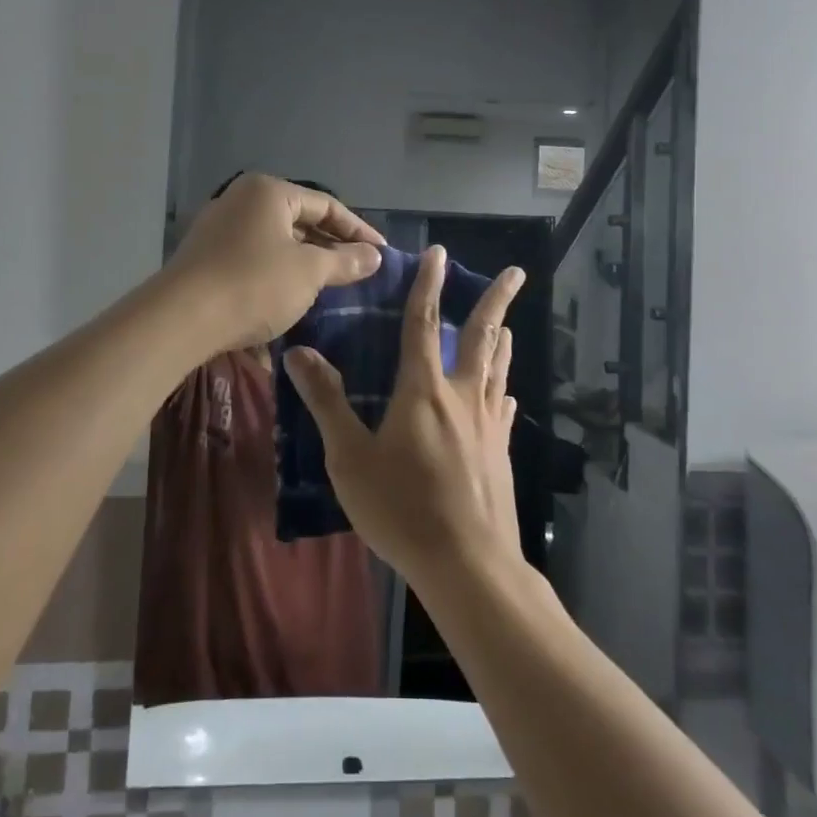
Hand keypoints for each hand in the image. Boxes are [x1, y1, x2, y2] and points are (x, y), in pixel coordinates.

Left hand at [164, 174, 383, 351]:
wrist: (180, 320)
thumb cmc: (253, 285)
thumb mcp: (309, 273)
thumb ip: (345, 261)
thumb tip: (375, 255)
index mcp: (269, 192)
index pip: (326, 205)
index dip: (358, 230)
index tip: (382, 254)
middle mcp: (241, 199)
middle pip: (300, 219)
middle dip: (331, 245)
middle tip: (360, 270)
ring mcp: (219, 226)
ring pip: (276, 239)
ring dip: (305, 260)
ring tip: (331, 284)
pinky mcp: (206, 255)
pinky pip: (254, 255)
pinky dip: (279, 270)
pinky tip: (292, 293)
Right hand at [283, 247, 526, 588]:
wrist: (467, 564)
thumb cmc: (401, 508)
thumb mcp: (349, 458)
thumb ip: (327, 402)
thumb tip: (299, 352)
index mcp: (423, 389)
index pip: (423, 323)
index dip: (429, 285)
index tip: (439, 253)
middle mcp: (460, 396)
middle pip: (481, 337)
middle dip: (497, 300)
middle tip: (517, 272)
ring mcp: (486, 424)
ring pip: (496, 370)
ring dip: (502, 341)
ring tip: (509, 324)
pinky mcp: (500, 452)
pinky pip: (502, 410)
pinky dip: (502, 393)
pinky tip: (506, 396)